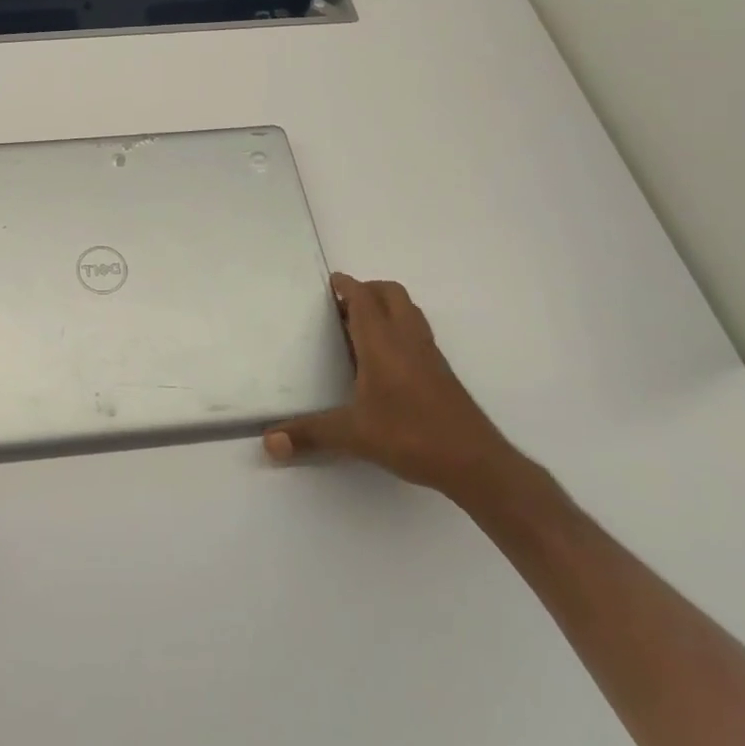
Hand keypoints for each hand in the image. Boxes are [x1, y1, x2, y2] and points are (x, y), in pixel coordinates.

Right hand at [264, 274, 517, 499]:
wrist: (475, 463)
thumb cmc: (411, 436)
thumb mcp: (354, 435)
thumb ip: (310, 434)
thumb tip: (268, 442)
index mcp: (383, 342)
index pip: (364, 298)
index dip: (346, 285)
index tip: (330, 281)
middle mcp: (407, 339)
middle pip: (391, 294)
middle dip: (367, 290)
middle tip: (343, 304)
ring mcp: (429, 355)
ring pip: (408, 312)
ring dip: (386, 307)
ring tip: (360, 327)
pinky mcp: (442, 372)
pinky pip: (417, 333)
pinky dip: (399, 329)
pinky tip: (385, 360)